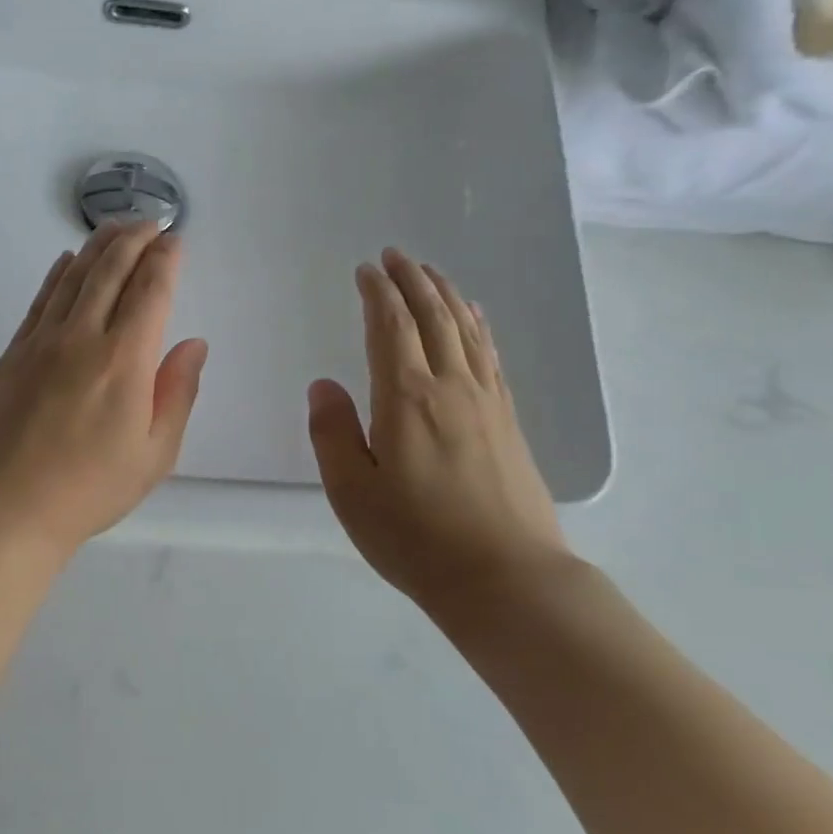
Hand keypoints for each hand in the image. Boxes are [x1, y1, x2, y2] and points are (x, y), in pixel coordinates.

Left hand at [0, 221, 207, 556]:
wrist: (7, 506)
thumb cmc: (90, 488)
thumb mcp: (154, 453)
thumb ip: (177, 392)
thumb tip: (193, 344)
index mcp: (125, 360)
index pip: (151, 292)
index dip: (165, 260)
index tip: (175, 241)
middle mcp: (83, 337)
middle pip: (111, 271)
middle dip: (135, 239)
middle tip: (151, 221)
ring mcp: (42, 341)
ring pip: (74, 277)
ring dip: (98, 246)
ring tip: (116, 227)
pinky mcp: (13, 353)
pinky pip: (40, 300)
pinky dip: (58, 274)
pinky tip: (67, 260)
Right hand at [307, 249, 571, 612]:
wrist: (506, 579)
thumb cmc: (416, 538)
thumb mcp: (351, 492)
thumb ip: (332, 433)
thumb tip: (324, 385)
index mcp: (406, 398)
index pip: (390, 328)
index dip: (378, 293)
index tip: (366, 270)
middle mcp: (450, 387)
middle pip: (432, 316)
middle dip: (412, 280)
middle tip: (395, 255)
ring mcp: (486, 402)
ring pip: (465, 330)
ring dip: (445, 294)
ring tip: (430, 272)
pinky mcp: (508, 421)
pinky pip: (490, 355)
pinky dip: (478, 326)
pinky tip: (474, 319)